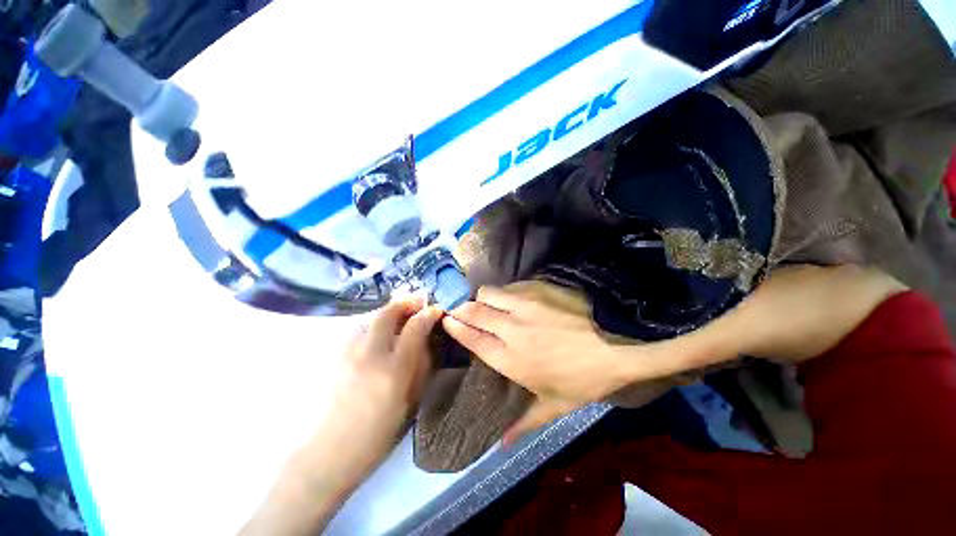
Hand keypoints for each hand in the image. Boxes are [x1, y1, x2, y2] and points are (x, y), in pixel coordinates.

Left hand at [240, 298, 442, 535]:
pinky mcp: (333, 356)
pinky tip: (378, 334)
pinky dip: (373, 324)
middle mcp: (370, 354)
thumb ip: (421, 365)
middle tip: (417, 302)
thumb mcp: (410, 401)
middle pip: (388, 312)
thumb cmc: (377, 433)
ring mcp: (347, 352)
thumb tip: (427, 339)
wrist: (328, 452)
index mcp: (394, 369)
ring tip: (400, 316)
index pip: (415, 327)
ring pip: (371, 318)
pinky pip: (358, 329)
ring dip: (389, 312)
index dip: (428, 314)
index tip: (436, 310)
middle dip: (406, 303)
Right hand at [443, 266, 905, 443]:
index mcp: (512, 358)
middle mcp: (512, 328)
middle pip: (474, 311)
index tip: (447, 320)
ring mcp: (524, 304)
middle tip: (465, 311)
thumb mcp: (557, 406)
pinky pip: (511, 286)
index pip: (472, 338)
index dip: (457, 327)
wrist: (623, 342)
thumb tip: (498, 444)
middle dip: (463, 310)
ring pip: (489, 293)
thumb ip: (525, 423)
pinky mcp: (538, 287)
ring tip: (491, 304)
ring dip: (484, 298)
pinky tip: (515, 298)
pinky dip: (506, 292)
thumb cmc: (590, 377)